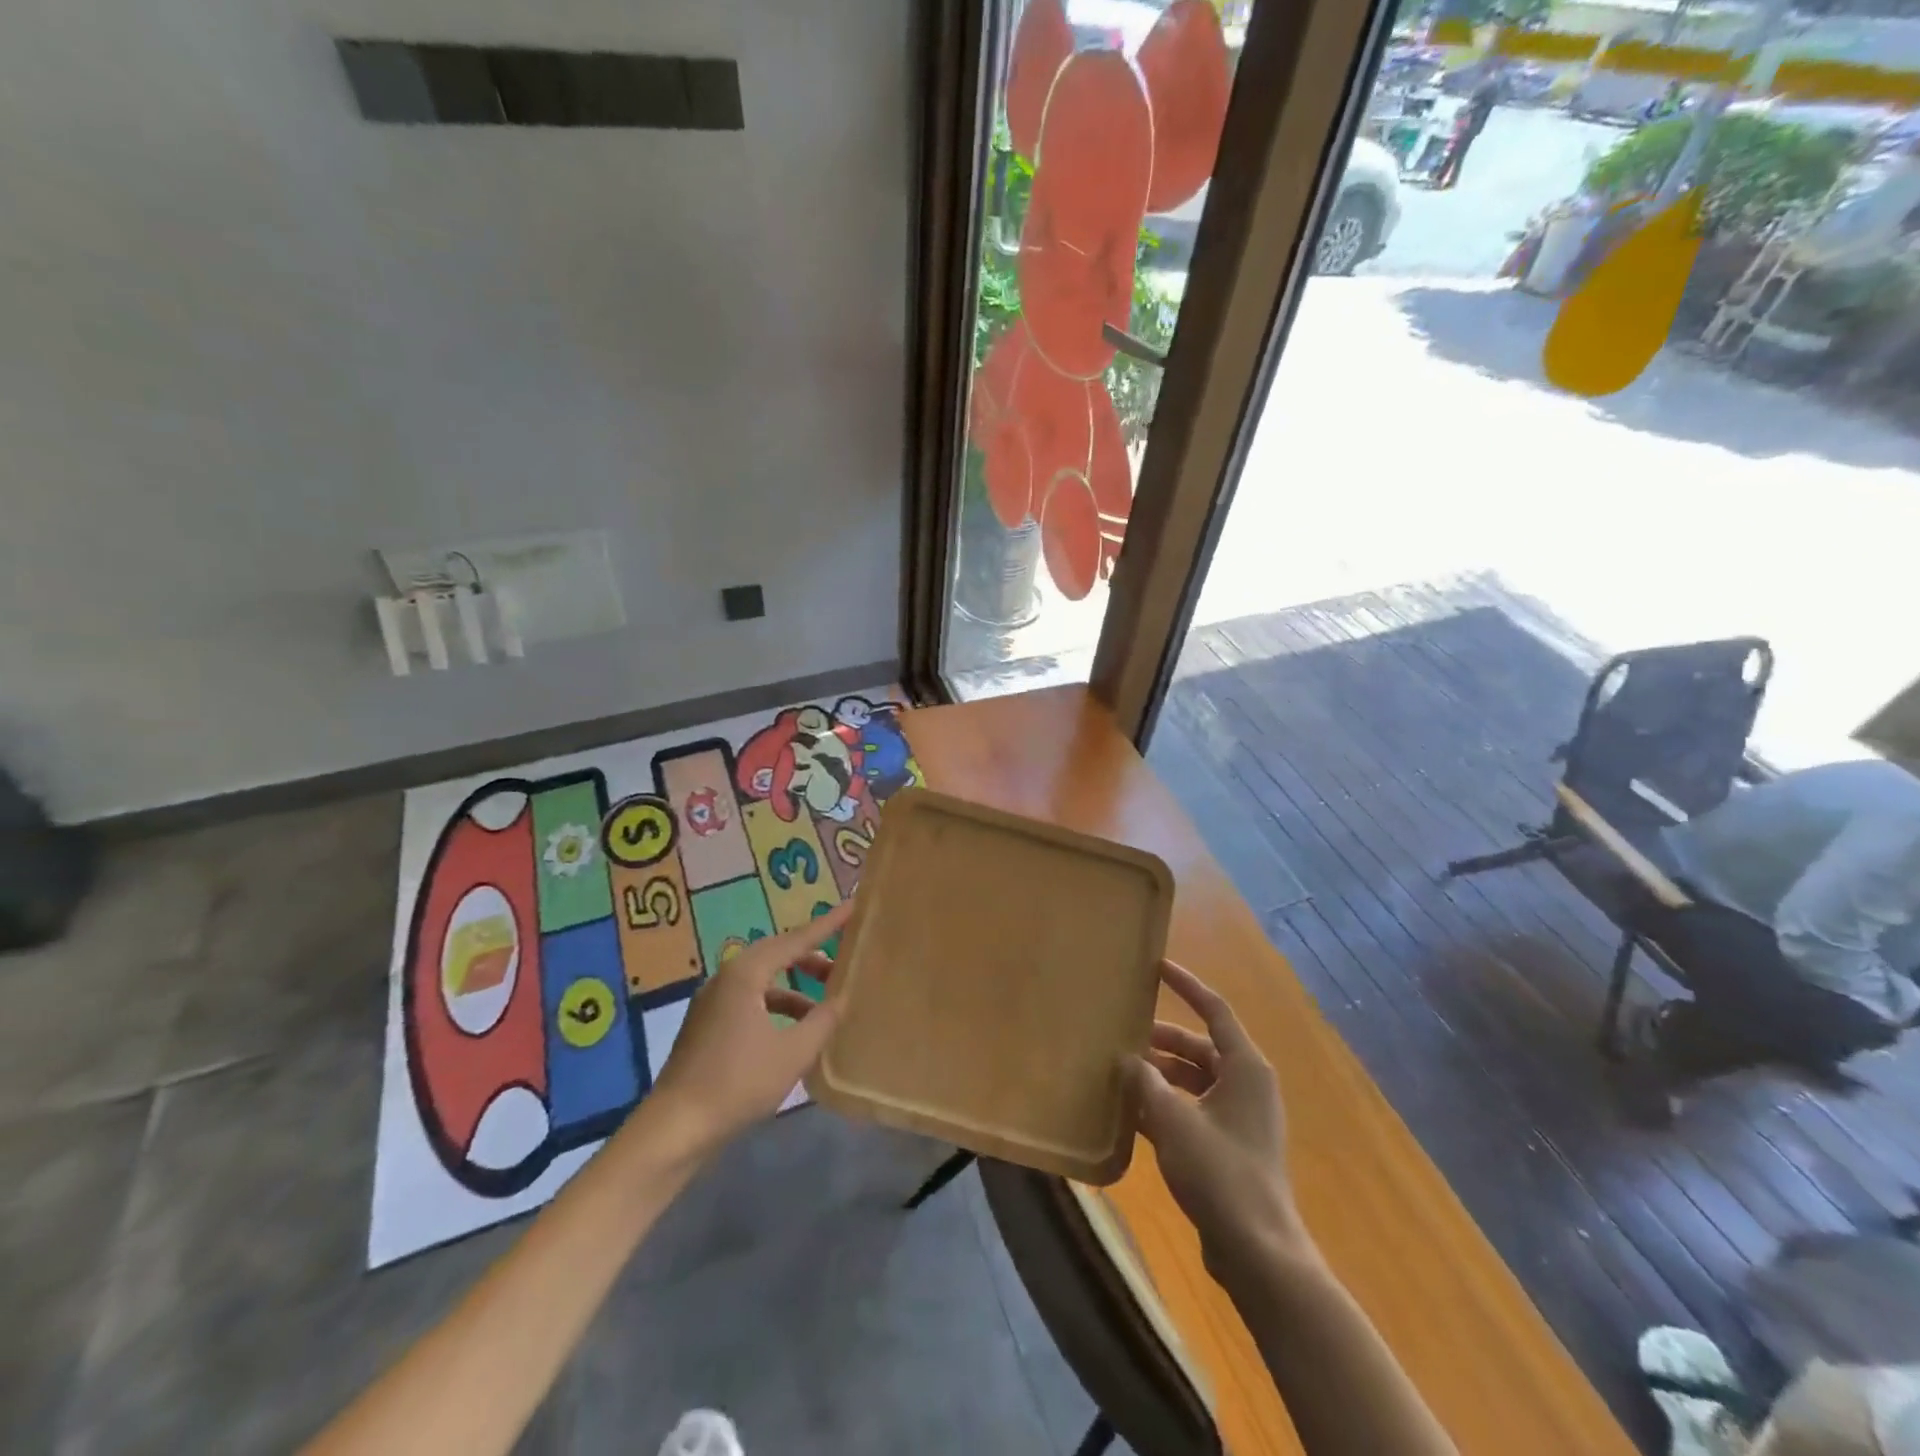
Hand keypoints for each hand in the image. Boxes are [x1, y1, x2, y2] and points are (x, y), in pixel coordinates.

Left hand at [646, 901, 852, 1159]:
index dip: (827, 925)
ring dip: (795, 985)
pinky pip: (750, 998)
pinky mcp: (707, 1024)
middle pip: (777, 954)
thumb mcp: (792, 1053)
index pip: (796, 940)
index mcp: (746, 973)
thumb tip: (843, 998)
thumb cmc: (737, 1083)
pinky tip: (794, 1030)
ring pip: (763, 979)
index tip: (852, 907)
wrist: (674, 1129)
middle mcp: (726, 977)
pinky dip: (777, 1004)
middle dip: (811, 956)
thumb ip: (823, 1021)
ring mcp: (712, 1001)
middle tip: (843, 961)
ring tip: (825, 1002)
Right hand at [1127, 961, 1309, 1276]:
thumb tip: (1126, 1060)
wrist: (1258, 1253)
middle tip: (1121, 1035)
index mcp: (1245, 1067)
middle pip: (1199, 1047)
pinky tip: (1128, 1113)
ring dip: (1159, 1076)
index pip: (1214, 1010)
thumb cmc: (1220, 1173)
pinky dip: (1165, 1106)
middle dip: (1161, 1041)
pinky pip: (1192, 1110)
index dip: (1186, 986)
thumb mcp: (1173, 1121)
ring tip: (1118, 1074)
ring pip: (1193, 1081)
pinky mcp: (1229, 1148)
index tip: (1157, 967)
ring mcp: (1239, 1119)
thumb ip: (1145, 1084)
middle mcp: (1246, 1085)